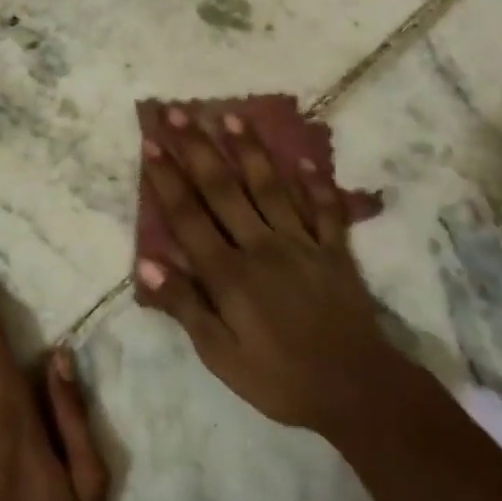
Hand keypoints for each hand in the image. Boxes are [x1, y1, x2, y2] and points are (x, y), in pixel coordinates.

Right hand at [138, 106, 412, 438]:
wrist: (355, 389)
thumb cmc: (278, 378)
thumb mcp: (220, 354)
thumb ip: (185, 306)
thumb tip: (146, 264)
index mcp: (229, 272)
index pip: (189, 216)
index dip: (167, 178)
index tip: (151, 143)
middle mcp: (262, 245)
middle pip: (223, 189)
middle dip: (197, 148)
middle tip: (177, 111)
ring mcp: (302, 243)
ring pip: (270, 187)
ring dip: (249, 150)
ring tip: (230, 116)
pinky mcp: (334, 250)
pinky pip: (324, 209)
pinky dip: (315, 183)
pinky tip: (305, 159)